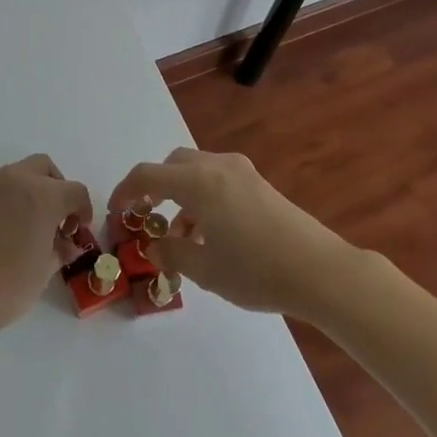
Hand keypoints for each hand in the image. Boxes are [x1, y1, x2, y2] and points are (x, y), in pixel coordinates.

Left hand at [0, 155, 94, 337]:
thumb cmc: (5, 286)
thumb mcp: (43, 271)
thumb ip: (60, 250)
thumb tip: (67, 244)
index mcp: (42, 196)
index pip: (75, 191)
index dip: (83, 210)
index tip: (79, 231)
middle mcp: (17, 181)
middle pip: (46, 168)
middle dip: (58, 189)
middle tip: (58, 220)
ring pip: (21, 175)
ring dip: (34, 192)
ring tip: (34, 228)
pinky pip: (1, 189)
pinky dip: (13, 200)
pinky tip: (10, 232)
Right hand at [108, 147, 356, 315]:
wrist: (320, 270)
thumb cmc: (255, 269)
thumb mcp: (205, 269)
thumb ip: (171, 253)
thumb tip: (154, 245)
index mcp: (197, 182)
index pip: (146, 175)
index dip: (124, 192)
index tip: (116, 213)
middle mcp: (217, 167)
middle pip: (172, 165)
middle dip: (155, 188)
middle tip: (147, 217)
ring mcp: (242, 172)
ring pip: (197, 172)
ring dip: (181, 196)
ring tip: (182, 238)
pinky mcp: (259, 184)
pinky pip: (218, 180)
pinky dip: (203, 198)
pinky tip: (212, 235)